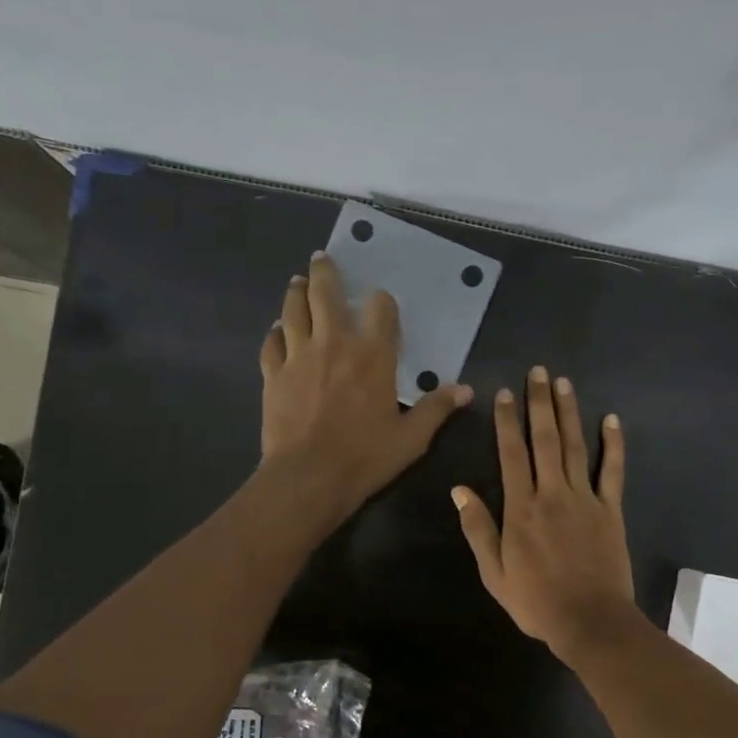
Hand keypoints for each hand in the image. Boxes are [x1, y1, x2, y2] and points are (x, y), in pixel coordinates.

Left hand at [258, 252, 472, 527]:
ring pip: (294, 311)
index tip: (381, 302)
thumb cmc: (365, 458)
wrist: (308, 478)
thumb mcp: (411, 438)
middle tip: (322, 259)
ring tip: (297, 282)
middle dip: (325, 273)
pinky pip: (272, 343)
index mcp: (373, 356)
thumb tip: (465, 390)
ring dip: (296, 293)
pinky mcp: (273, 375)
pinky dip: (276, 332)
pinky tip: (278, 330)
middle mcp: (334, 344)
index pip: (380, 310)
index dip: (382, 302)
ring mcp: (298, 357)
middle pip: (326, 295)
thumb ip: (436, 409)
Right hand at [452, 366, 639, 664]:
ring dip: (569, 413)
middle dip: (540, 403)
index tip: (504, 393)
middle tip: (538, 372)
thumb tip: (460, 490)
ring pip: (576, 447)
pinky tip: (611, 420)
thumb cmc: (536, 601)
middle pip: (545, 440)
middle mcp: (553, 494)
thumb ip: (478, 529)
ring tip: (564, 383)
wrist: (590, 621)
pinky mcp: (610, 510)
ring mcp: (585, 499)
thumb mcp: (494, 572)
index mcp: (521, 509)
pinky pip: (612, 471)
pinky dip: (613, 445)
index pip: (512, 454)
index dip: (507, 421)